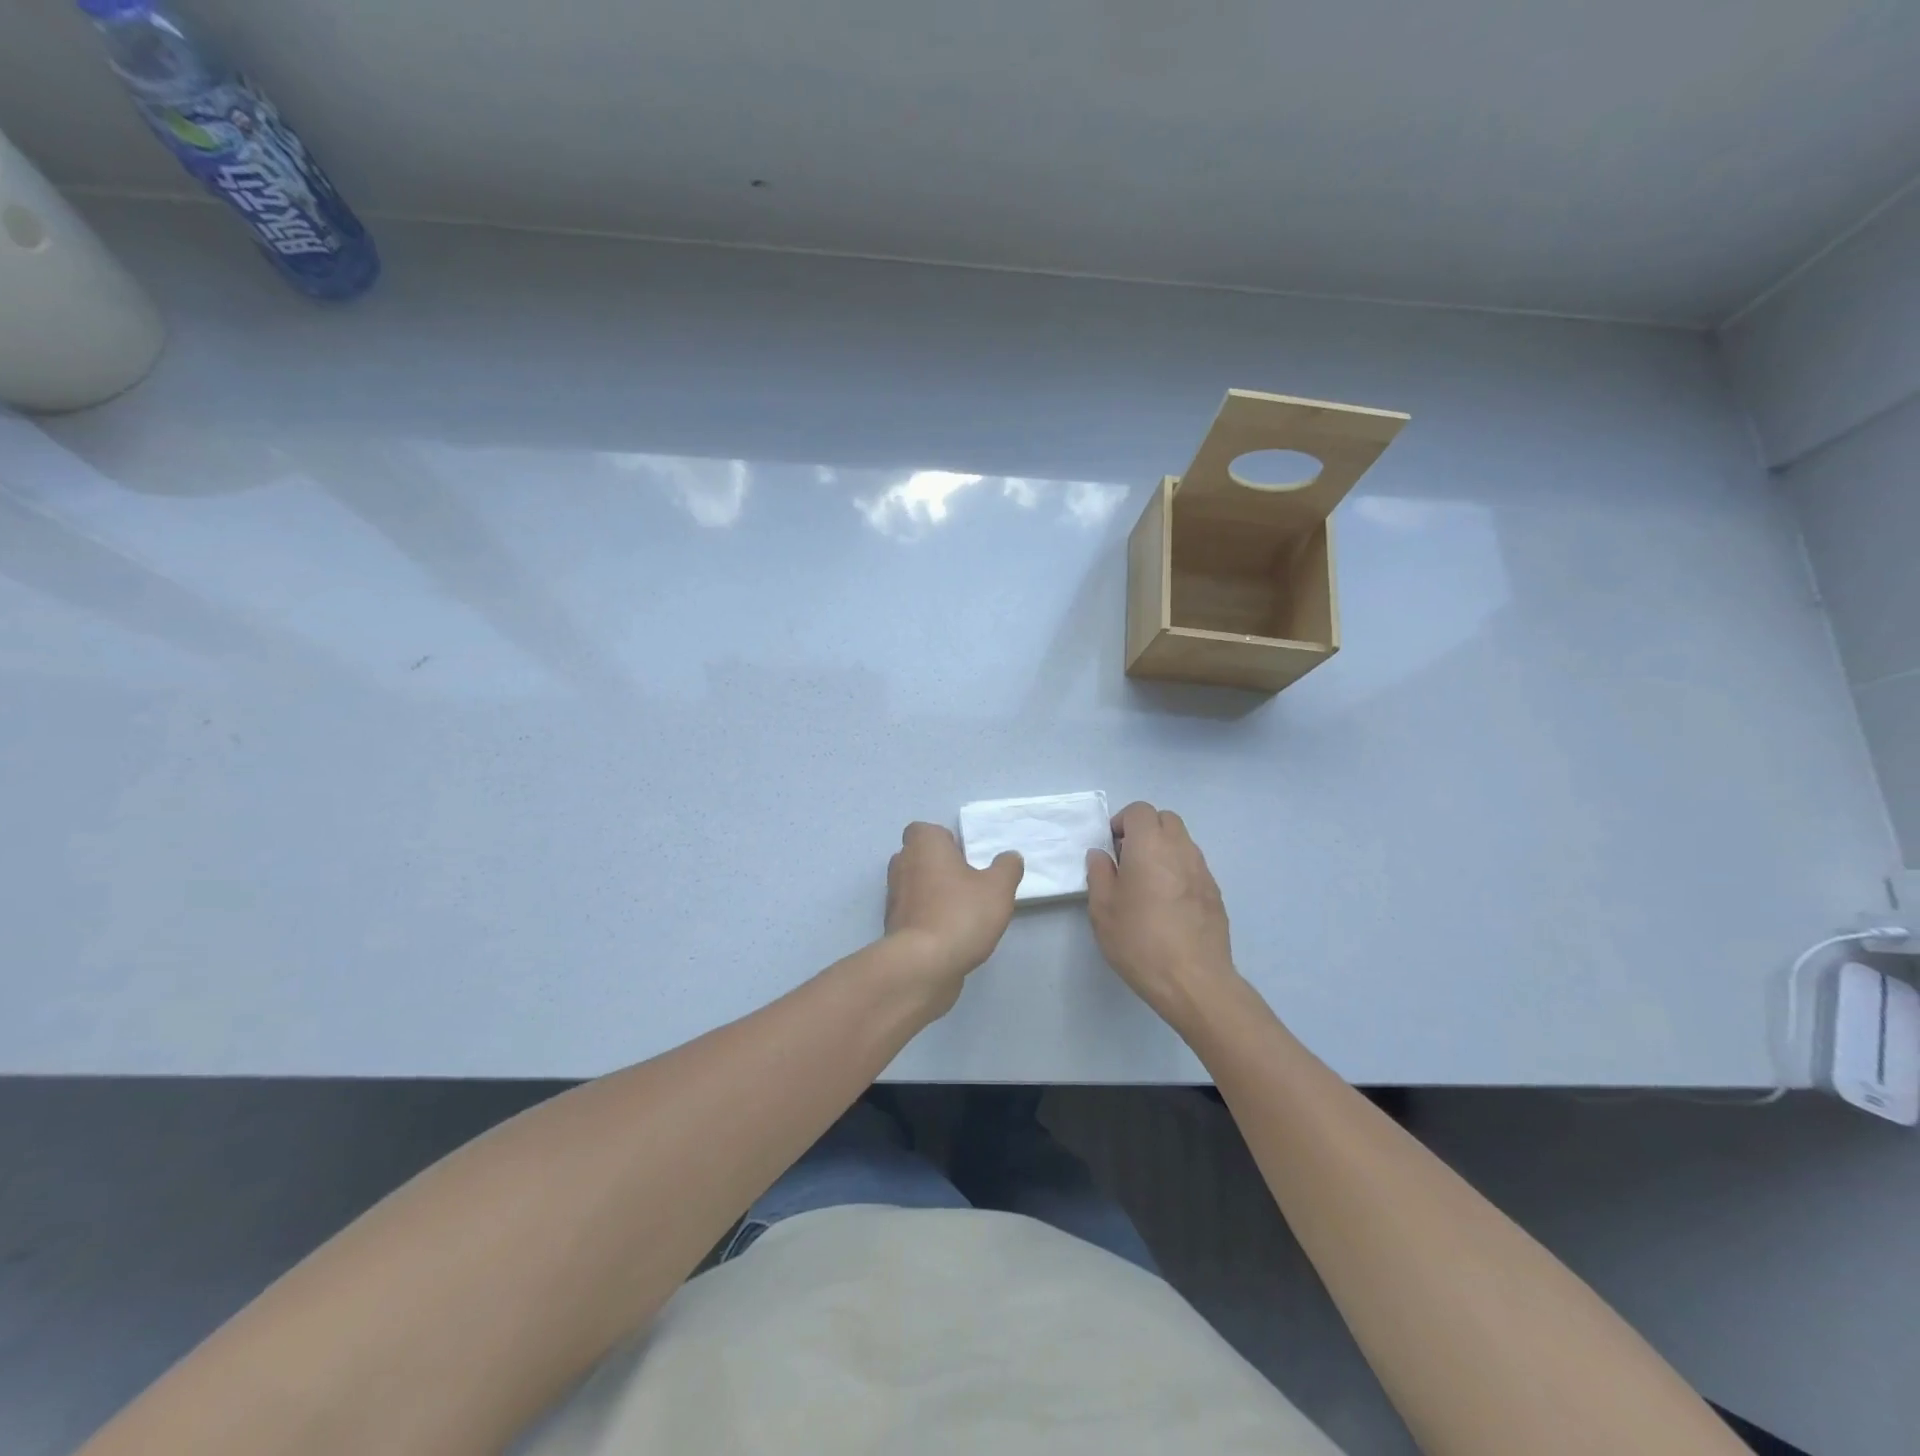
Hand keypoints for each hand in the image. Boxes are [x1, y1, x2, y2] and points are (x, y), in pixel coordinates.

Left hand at [885, 823, 1022, 1006]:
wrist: (923, 965)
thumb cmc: (961, 914)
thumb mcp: (998, 888)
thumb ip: (1007, 868)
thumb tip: (1010, 857)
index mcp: (923, 846)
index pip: (925, 830)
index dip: (944, 841)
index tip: (965, 858)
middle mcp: (902, 865)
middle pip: (919, 857)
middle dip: (939, 867)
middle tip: (968, 883)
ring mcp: (893, 897)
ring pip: (915, 886)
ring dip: (934, 894)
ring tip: (963, 912)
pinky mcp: (893, 927)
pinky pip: (913, 914)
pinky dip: (927, 919)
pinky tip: (950, 935)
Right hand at [1086, 801, 1237, 1025]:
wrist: (1193, 980)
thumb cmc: (1140, 940)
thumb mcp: (1103, 908)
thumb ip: (1099, 874)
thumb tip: (1101, 855)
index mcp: (1150, 845)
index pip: (1139, 811)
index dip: (1122, 822)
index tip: (1111, 848)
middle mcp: (1181, 849)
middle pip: (1165, 820)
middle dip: (1145, 831)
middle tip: (1128, 860)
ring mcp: (1203, 870)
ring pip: (1182, 842)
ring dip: (1163, 850)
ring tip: (1147, 884)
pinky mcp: (1215, 893)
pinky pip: (1193, 867)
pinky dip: (1178, 871)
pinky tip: (1167, 904)